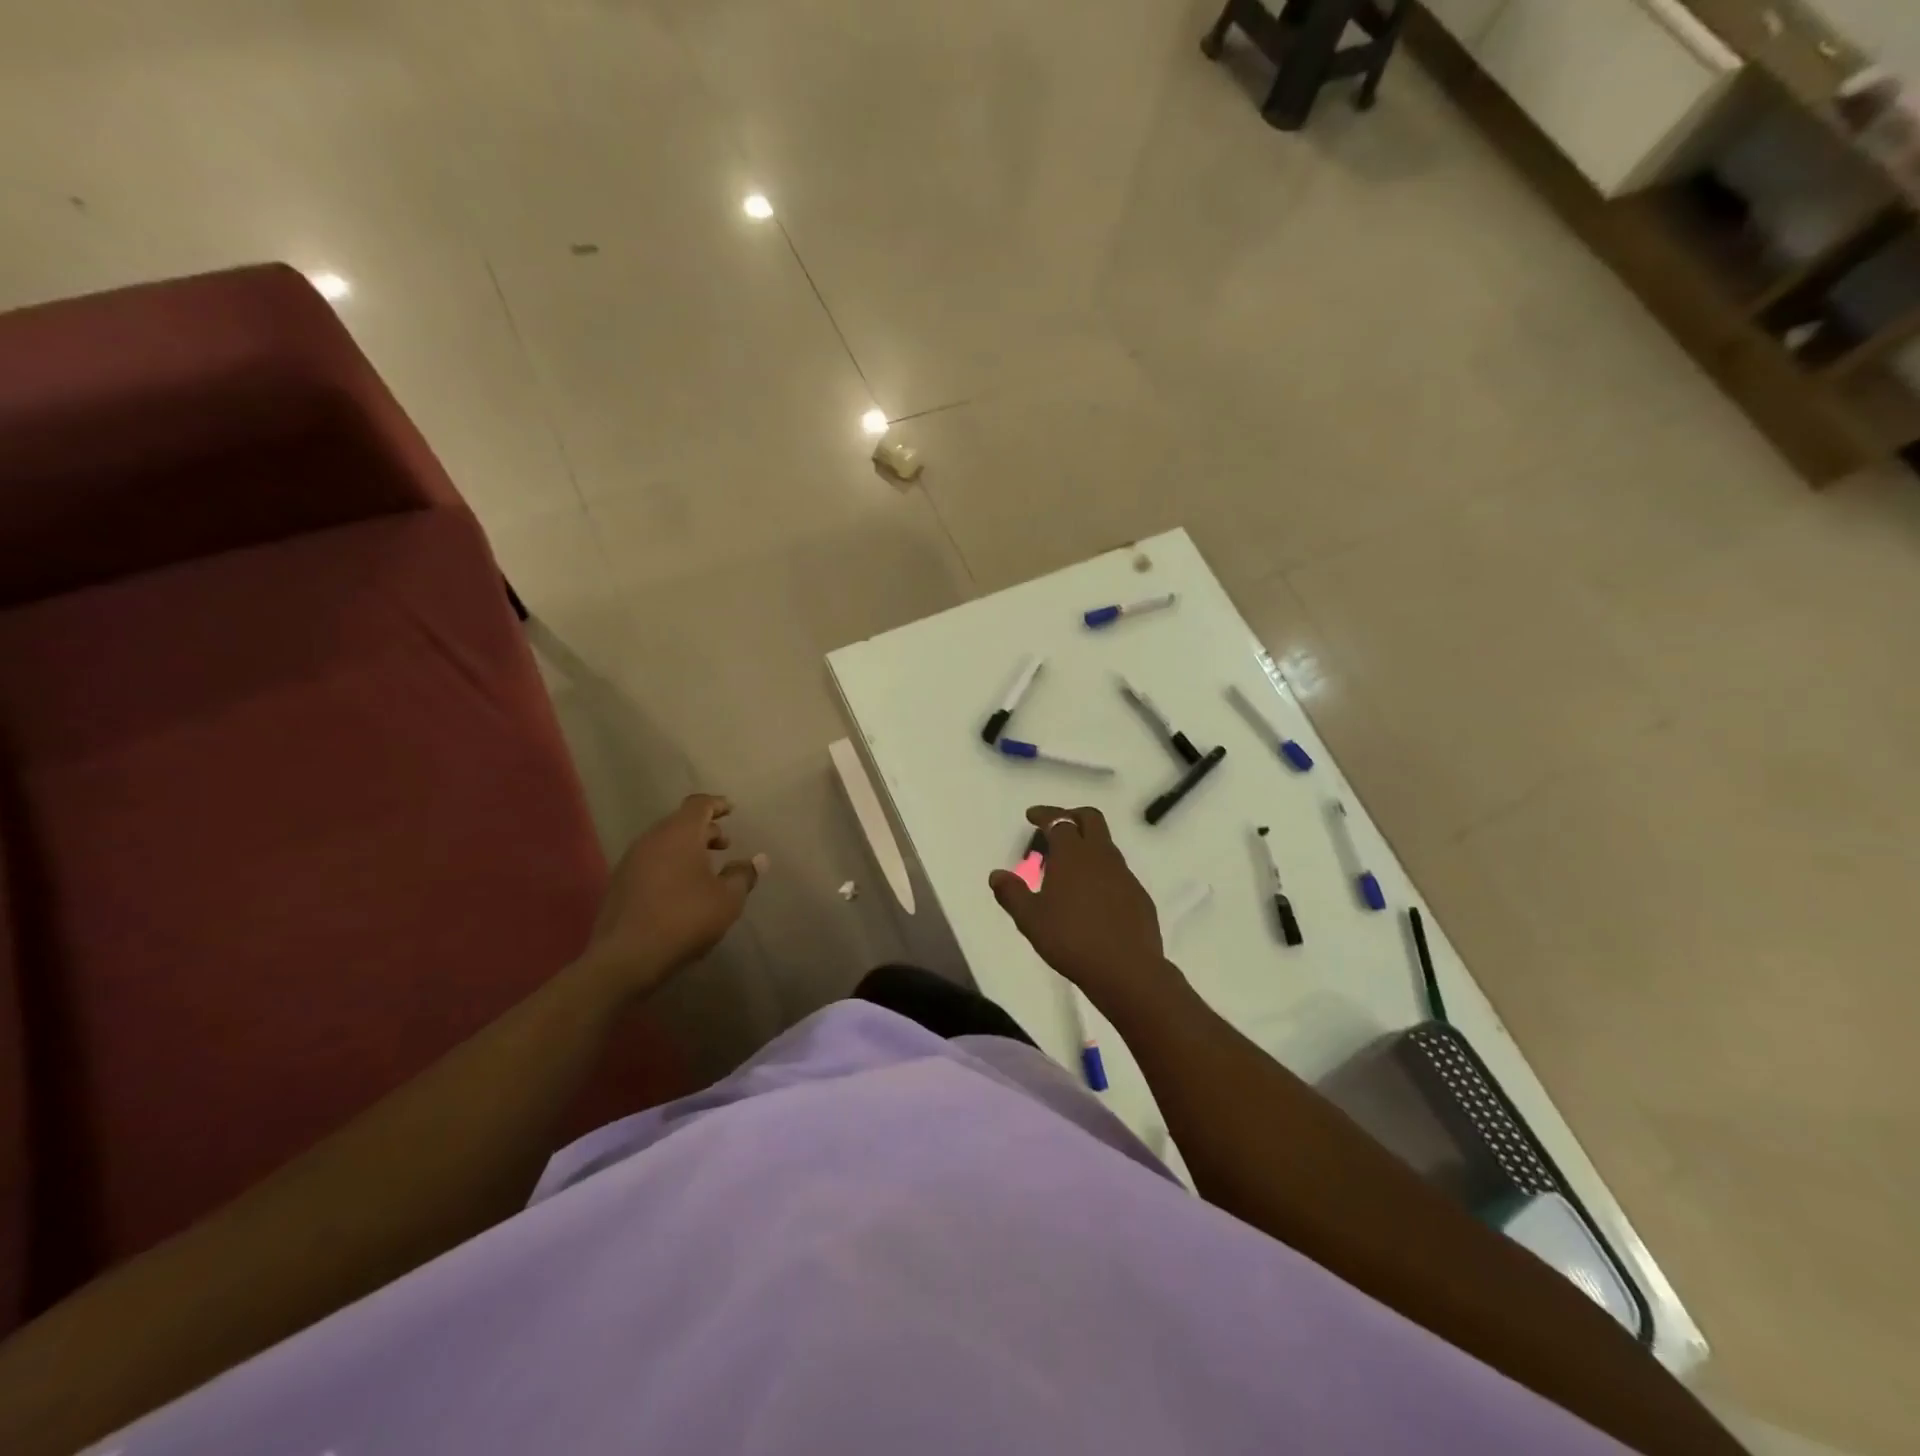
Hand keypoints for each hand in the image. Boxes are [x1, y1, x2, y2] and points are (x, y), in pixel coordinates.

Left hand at [581, 793, 766, 995]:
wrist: (626, 957)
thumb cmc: (685, 919)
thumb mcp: (728, 899)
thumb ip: (744, 875)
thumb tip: (758, 859)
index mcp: (680, 834)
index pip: (699, 804)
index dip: (717, 804)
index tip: (732, 810)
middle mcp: (652, 839)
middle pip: (680, 822)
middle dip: (704, 830)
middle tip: (724, 845)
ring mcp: (631, 861)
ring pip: (664, 843)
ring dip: (686, 849)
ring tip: (705, 869)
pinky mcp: (619, 883)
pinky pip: (651, 862)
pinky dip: (669, 865)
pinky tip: (680, 890)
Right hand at [988, 805, 1171, 1004]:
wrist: (1126, 970)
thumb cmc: (1071, 939)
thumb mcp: (1031, 920)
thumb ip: (1012, 893)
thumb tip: (996, 874)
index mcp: (1073, 855)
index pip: (1059, 821)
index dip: (1044, 814)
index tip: (1032, 815)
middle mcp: (1101, 856)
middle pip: (1091, 819)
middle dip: (1072, 816)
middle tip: (1056, 828)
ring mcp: (1124, 875)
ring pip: (1106, 845)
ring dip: (1088, 845)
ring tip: (1069, 867)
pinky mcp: (1139, 896)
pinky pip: (1117, 871)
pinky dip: (1101, 871)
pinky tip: (1092, 895)